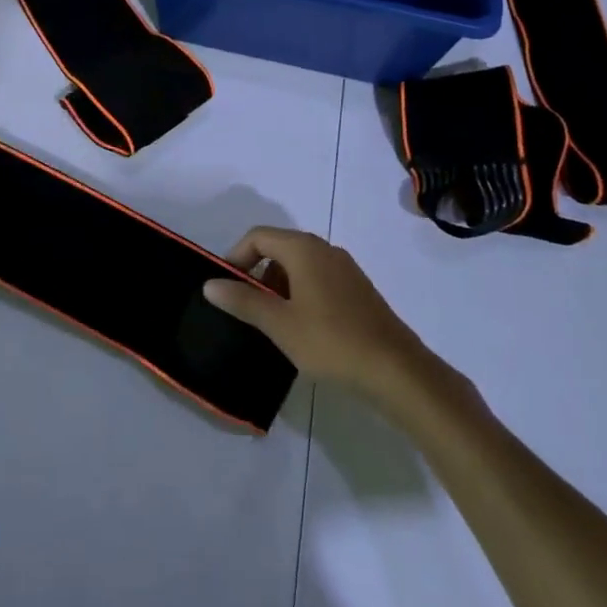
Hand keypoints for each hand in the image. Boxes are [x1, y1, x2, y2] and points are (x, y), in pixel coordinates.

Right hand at [202, 228, 426, 397]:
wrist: (396, 370)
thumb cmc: (331, 341)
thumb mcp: (279, 324)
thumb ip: (243, 301)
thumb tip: (210, 284)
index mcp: (303, 248)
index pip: (258, 236)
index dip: (236, 257)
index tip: (225, 287)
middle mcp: (325, 249)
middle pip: (278, 247)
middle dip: (256, 273)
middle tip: (245, 307)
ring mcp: (345, 269)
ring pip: (299, 265)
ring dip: (278, 286)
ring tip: (270, 322)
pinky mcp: (358, 290)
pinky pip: (318, 279)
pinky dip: (300, 294)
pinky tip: (301, 329)